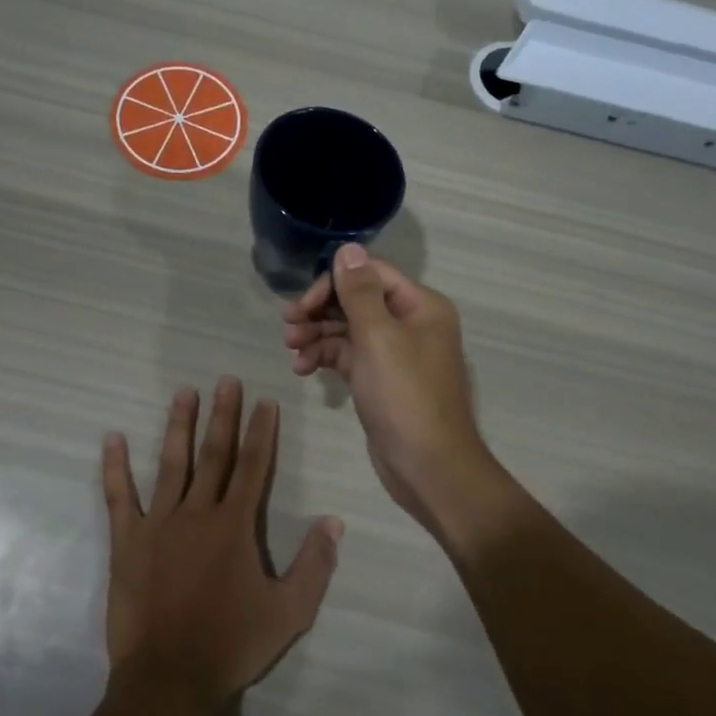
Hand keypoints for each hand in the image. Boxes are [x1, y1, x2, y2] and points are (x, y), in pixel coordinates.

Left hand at [102, 378, 341, 713]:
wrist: (170, 679)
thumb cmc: (232, 645)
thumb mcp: (290, 612)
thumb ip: (314, 564)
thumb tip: (333, 521)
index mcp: (235, 525)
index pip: (253, 467)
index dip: (261, 432)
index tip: (265, 401)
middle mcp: (197, 513)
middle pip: (214, 454)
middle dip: (222, 415)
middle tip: (226, 380)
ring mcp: (158, 524)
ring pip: (171, 464)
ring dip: (178, 426)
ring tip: (184, 393)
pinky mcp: (127, 542)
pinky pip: (118, 497)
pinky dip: (115, 468)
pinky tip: (112, 439)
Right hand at [281, 244, 497, 532]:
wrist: (428, 466)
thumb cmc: (405, 396)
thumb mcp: (379, 337)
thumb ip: (359, 292)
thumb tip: (347, 248)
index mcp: (420, 305)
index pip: (369, 275)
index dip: (332, 284)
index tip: (302, 304)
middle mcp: (410, 323)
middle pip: (356, 301)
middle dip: (320, 311)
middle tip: (288, 327)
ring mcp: (395, 354)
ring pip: (348, 330)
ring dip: (317, 335)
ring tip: (291, 349)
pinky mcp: (380, 380)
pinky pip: (348, 357)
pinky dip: (325, 357)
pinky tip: (302, 368)